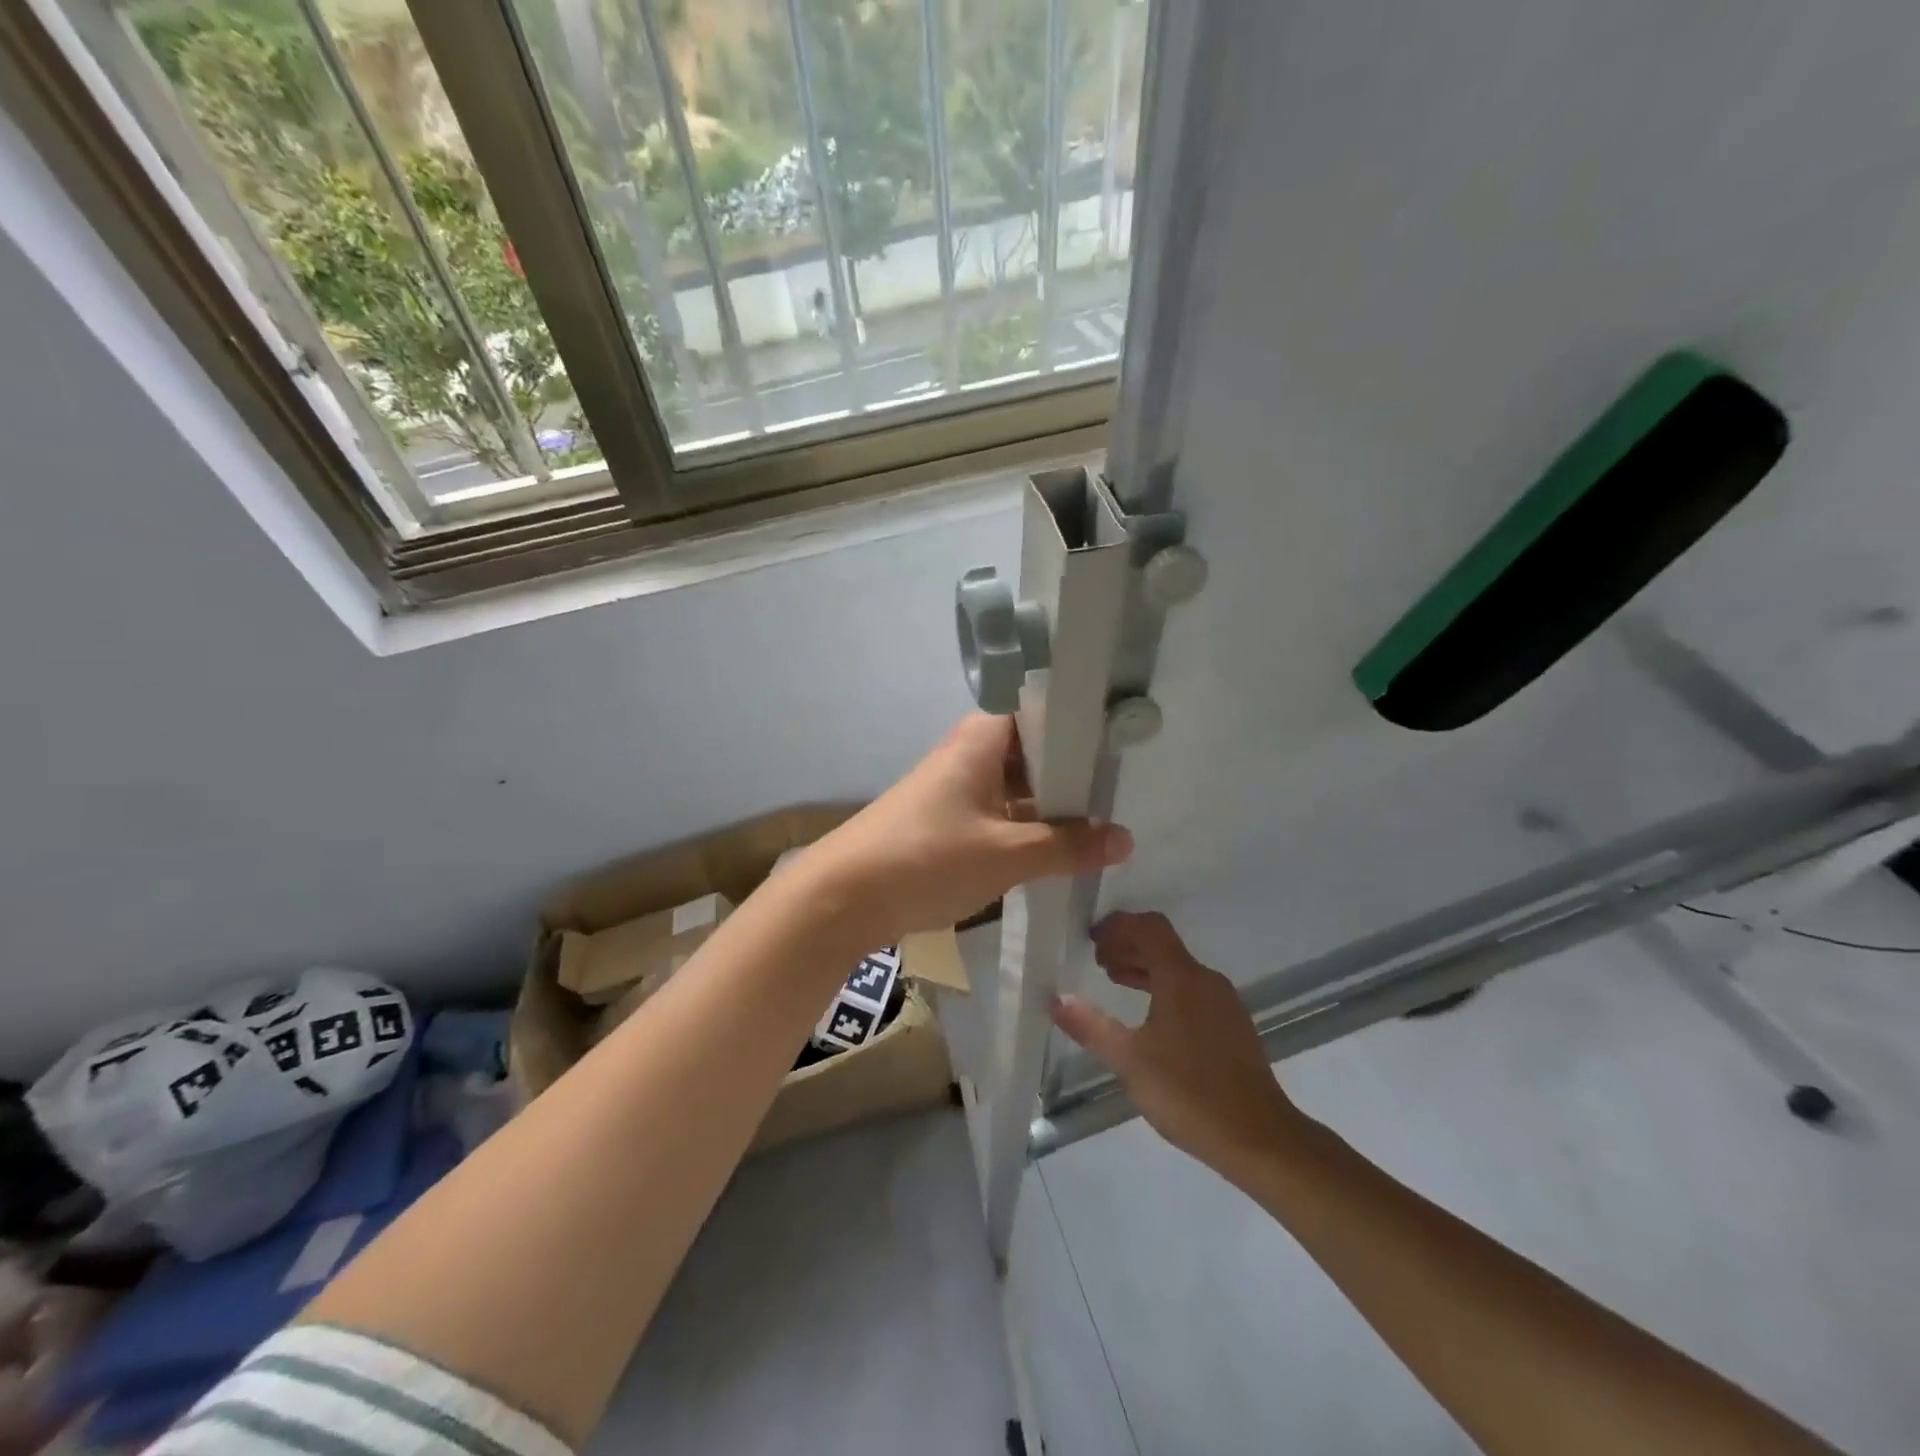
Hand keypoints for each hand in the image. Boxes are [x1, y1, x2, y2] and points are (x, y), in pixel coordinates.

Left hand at [803, 715, 1133, 946]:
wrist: (843, 896)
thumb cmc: (928, 858)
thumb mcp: (1007, 855)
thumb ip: (1067, 847)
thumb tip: (1125, 840)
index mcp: (982, 739)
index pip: (1040, 709)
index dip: (1080, 722)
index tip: (1121, 741)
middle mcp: (968, 752)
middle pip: (1031, 750)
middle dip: (1072, 772)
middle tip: (1122, 790)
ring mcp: (954, 787)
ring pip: (1015, 785)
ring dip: (1049, 804)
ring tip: (1101, 822)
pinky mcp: (944, 820)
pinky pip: (996, 811)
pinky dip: (1024, 826)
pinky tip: (1055, 849)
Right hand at [1052, 912, 1307, 1178]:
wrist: (1260, 1138)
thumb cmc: (1189, 1092)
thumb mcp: (1130, 1061)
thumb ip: (1091, 1027)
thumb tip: (1056, 1001)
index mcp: (1182, 977)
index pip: (1149, 927)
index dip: (1119, 925)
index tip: (1091, 938)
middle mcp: (1206, 980)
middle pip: (1163, 944)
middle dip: (1128, 945)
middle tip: (1097, 960)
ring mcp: (1224, 1003)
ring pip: (1178, 968)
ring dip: (1144, 967)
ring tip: (1115, 980)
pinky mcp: (1232, 1026)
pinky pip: (1191, 989)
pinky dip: (1163, 987)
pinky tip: (1149, 1016)